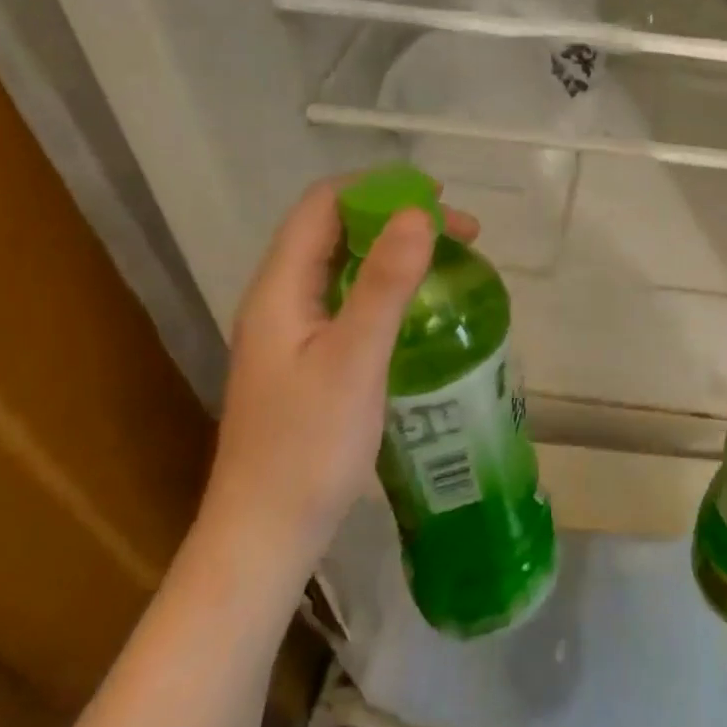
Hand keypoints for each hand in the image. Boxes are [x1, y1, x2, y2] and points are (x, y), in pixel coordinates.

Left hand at [197, 179, 478, 584]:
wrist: (265, 536)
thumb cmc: (308, 448)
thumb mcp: (354, 360)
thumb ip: (385, 284)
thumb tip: (418, 213)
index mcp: (280, 289)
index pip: (323, 205)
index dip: (378, 189)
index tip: (437, 200)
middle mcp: (280, 300)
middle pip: (336, 230)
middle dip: (397, 218)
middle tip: (461, 235)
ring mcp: (292, 332)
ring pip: (344, 265)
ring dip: (395, 250)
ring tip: (450, 261)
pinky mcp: (308, 359)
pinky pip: (349, 299)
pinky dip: (388, 286)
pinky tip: (420, 308)